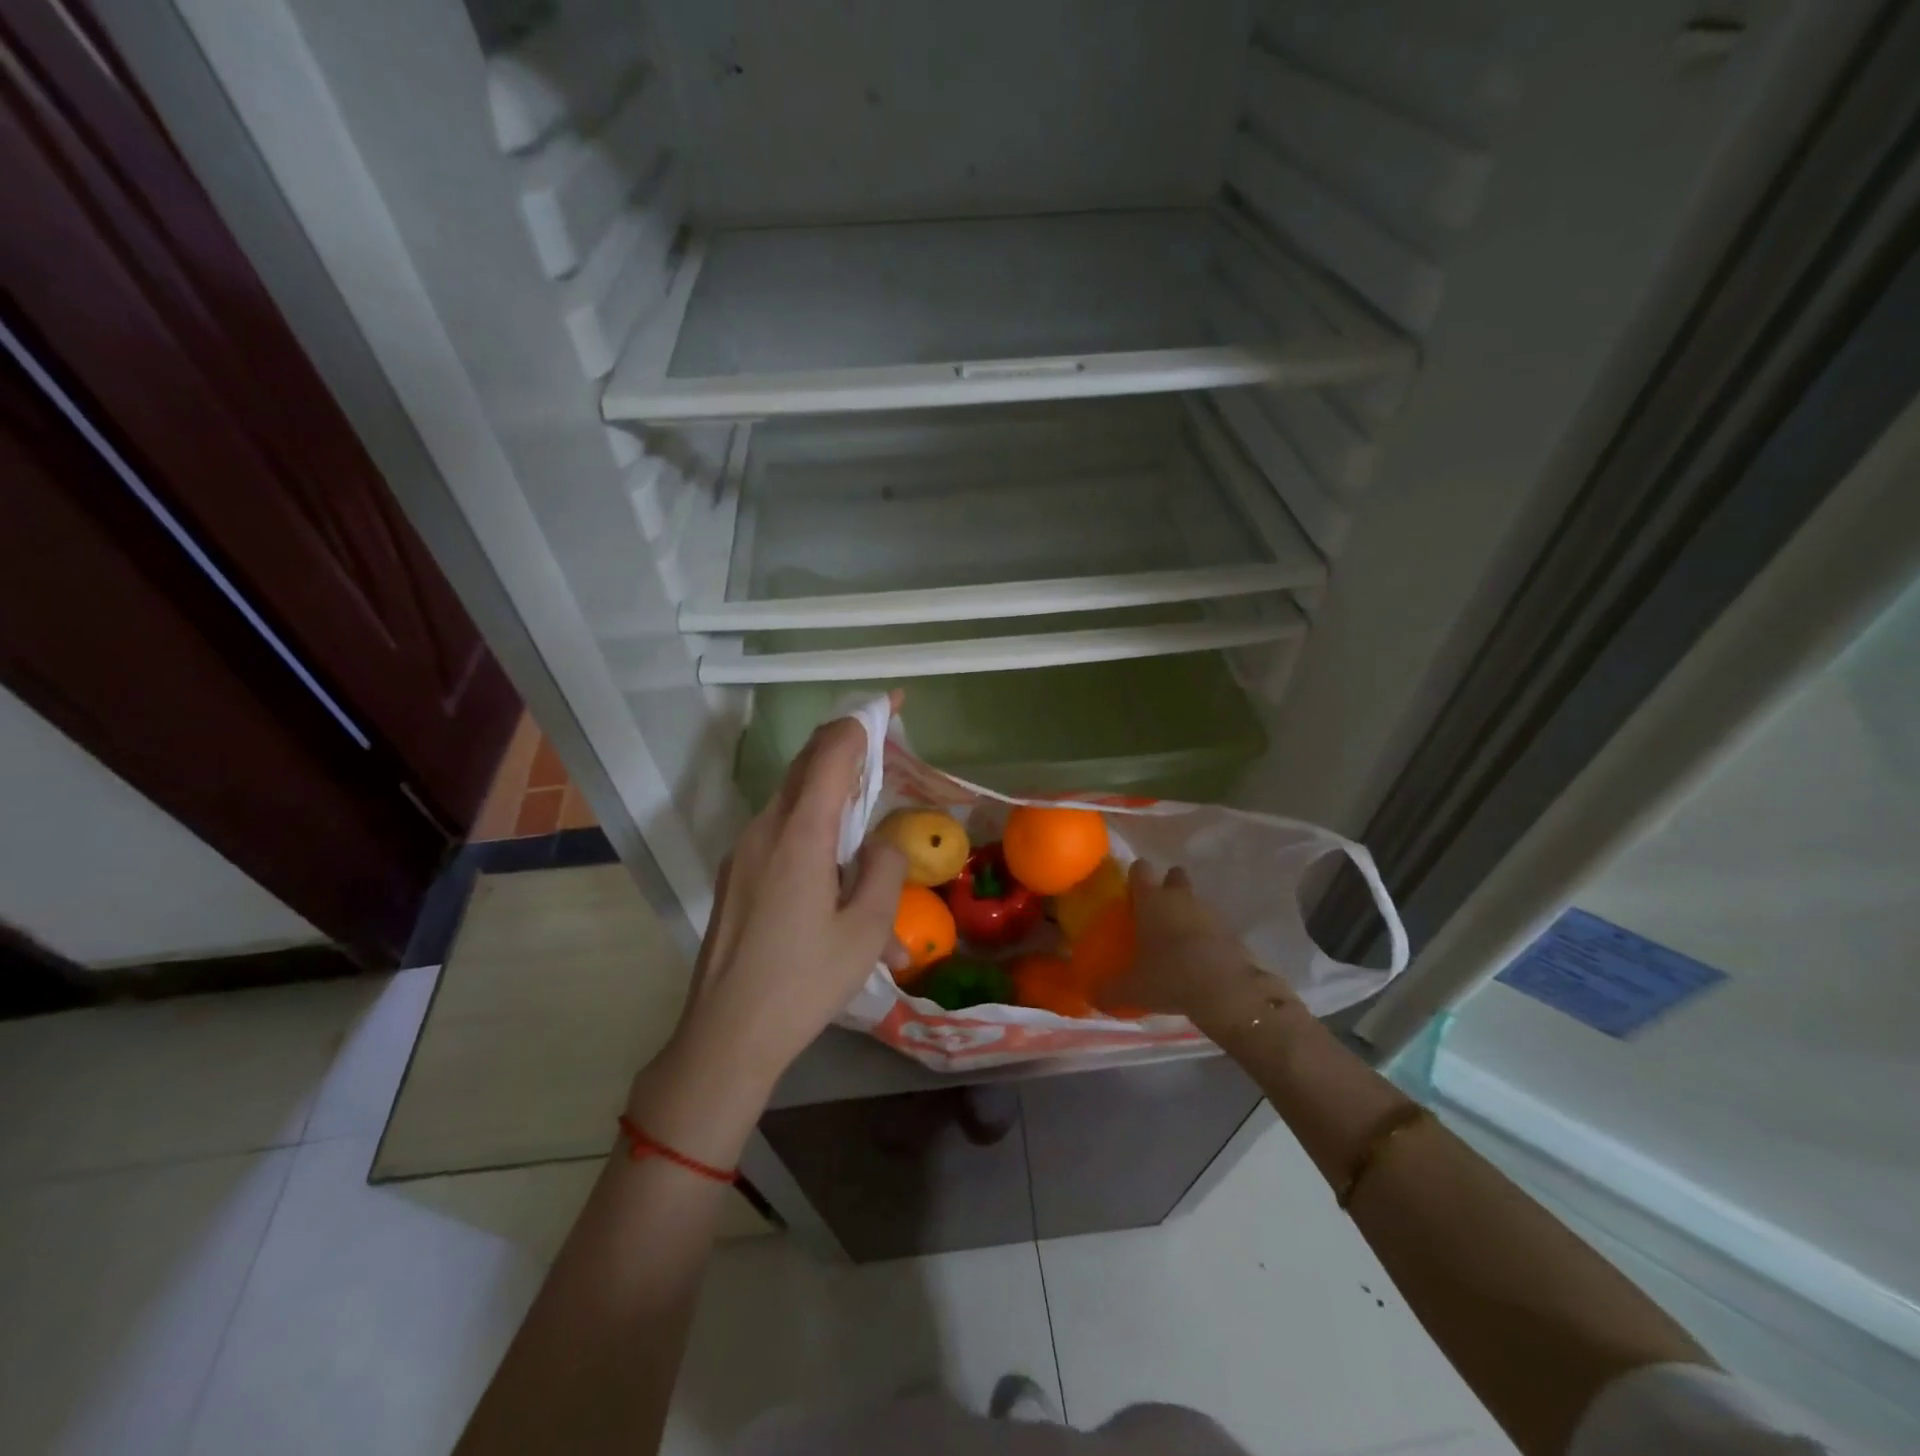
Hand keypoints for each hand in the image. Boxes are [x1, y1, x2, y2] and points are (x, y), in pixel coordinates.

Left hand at [627, 711, 906, 1164]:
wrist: (726, 1035)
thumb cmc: (803, 983)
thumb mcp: (866, 930)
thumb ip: (883, 868)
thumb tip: (881, 842)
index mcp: (799, 834)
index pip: (830, 752)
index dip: (862, 721)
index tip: (893, 706)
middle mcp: (764, 829)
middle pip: (806, 765)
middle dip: (847, 747)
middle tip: (886, 751)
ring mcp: (743, 850)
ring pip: (793, 798)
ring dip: (831, 794)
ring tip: (867, 823)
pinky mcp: (736, 874)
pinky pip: (780, 832)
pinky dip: (812, 827)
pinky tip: (835, 873)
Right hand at [1096, 860, 1302, 1036]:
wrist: (1225, 992)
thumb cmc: (1169, 977)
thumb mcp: (1132, 989)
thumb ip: (1109, 990)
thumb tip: (1092, 996)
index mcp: (1151, 900)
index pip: (1141, 869)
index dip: (1135, 876)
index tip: (1129, 891)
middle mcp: (1180, 898)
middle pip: (1174, 875)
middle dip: (1168, 887)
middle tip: (1157, 912)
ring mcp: (1209, 912)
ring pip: (1195, 901)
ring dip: (1188, 913)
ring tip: (1177, 942)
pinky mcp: (1231, 932)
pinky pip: (1213, 926)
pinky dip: (1207, 936)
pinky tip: (1199, 959)